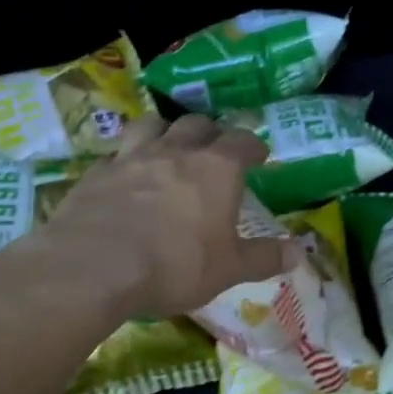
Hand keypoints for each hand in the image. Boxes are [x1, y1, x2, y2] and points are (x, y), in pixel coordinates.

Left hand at [36, 113, 290, 320]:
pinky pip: (116, 154)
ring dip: (165, 130)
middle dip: (211, 132)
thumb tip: (298, 253)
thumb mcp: (228, 270)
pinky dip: (126, 160)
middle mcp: (176, 151)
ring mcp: (132, 157)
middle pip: (197, 123)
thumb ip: (264, 258)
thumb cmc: (175, 265)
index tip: (259, 154)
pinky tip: (125, 177)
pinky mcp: (97, 173)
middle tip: (215, 149)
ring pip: (152, 124)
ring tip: (168, 146)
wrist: (93, 267)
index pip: (243, 141)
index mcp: (216, 168)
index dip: (254, 145)